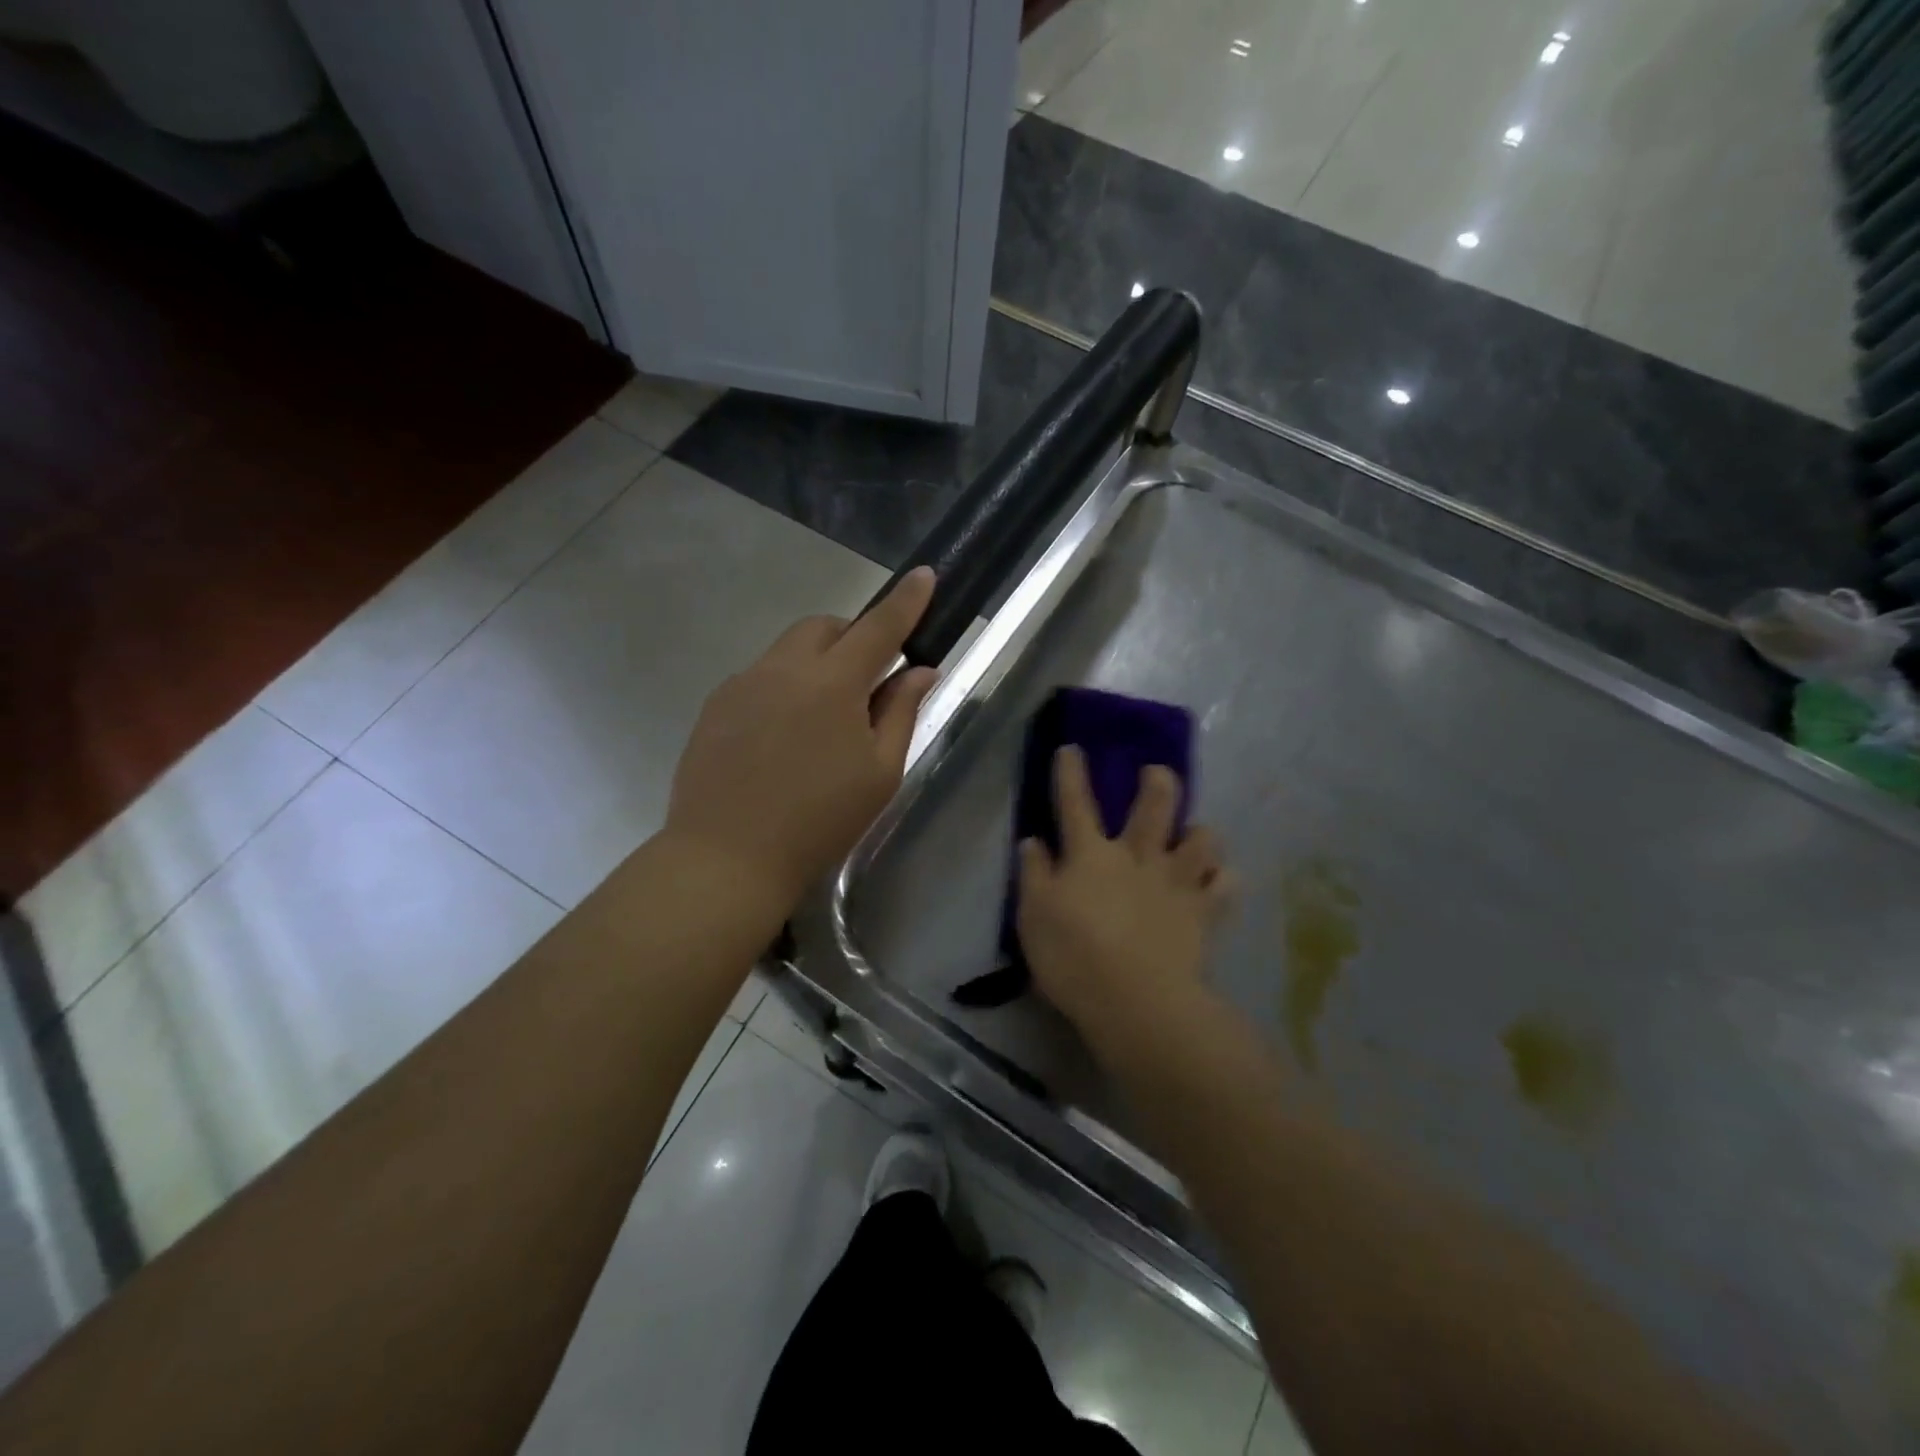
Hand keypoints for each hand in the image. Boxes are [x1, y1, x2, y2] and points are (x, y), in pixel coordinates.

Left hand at [665, 568, 939, 908]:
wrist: (727, 857)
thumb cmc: (819, 820)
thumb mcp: (879, 772)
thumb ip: (901, 713)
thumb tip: (920, 670)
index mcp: (832, 683)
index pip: (878, 627)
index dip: (906, 601)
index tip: (924, 574)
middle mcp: (783, 668)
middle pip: (824, 626)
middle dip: (852, 637)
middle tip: (867, 680)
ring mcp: (742, 684)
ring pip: (788, 650)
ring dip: (816, 662)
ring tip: (821, 719)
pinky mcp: (715, 705)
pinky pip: (760, 677)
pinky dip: (783, 687)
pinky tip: (782, 738)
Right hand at [1017, 747, 1233, 1061]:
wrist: (1135, 1001)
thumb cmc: (1073, 957)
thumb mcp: (1034, 917)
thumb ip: (1034, 875)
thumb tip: (1033, 840)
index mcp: (1091, 855)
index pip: (1075, 803)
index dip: (1071, 773)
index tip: (1072, 748)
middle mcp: (1137, 857)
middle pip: (1155, 805)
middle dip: (1158, 782)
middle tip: (1159, 773)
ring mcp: (1176, 882)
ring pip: (1202, 839)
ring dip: (1200, 833)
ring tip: (1196, 837)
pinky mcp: (1204, 913)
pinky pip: (1225, 885)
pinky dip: (1223, 879)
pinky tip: (1219, 881)